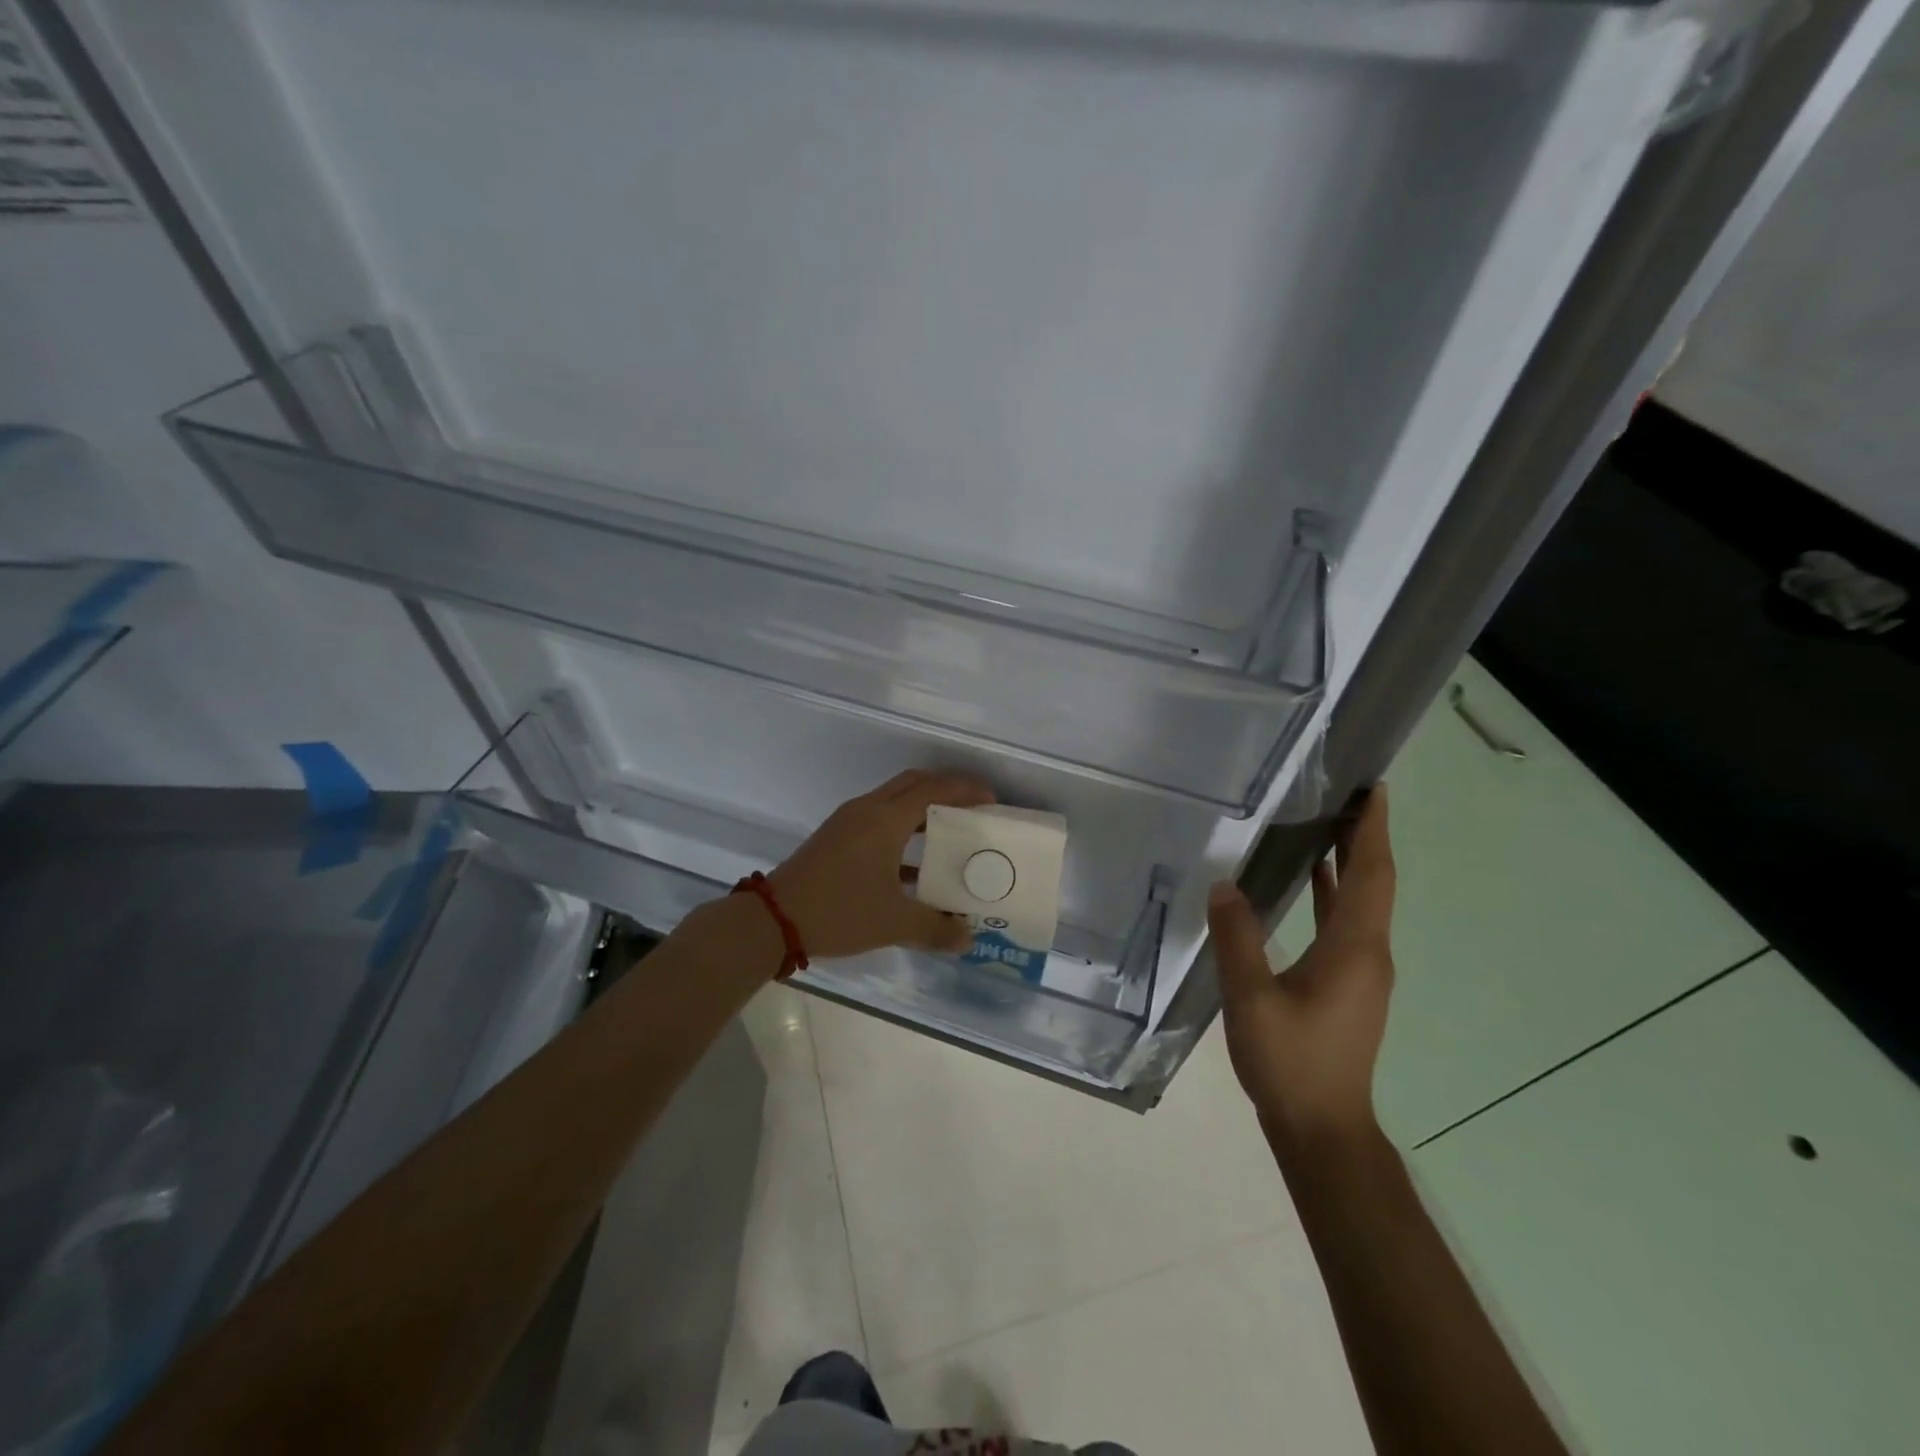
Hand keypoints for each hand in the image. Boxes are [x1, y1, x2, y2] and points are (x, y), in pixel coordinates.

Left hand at [769, 770, 995, 959]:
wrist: (772, 920)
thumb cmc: (839, 911)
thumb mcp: (894, 922)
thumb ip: (936, 928)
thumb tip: (968, 939)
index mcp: (885, 819)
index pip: (933, 789)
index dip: (965, 789)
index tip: (991, 800)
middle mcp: (867, 810)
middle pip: (913, 784)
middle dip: (946, 790)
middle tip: (973, 810)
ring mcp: (847, 823)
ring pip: (894, 802)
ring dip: (922, 810)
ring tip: (951, 834)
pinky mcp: (835, 839)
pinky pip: (878, 821)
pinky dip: (902, 831)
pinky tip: (915, 868)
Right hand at [1208, 787, 1395, 1141]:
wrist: (1322, 1128)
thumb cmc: (1291, 1062)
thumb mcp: (1252, 999)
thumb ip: (1238, 938)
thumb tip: (1225, 885)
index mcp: (1353, 949)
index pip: (1370, 876)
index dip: (1373, 831)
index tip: (1373, 789)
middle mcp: (1368, 953)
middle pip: (1372, 882)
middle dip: (1363, 836)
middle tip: (1344, 792)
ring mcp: (1361, 971)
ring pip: (1360, 902)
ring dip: (1349, 862)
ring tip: (1326, 822)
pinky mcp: (1348, 985)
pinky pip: (1344, 923)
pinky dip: (1333, 892)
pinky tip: (1308, 880)